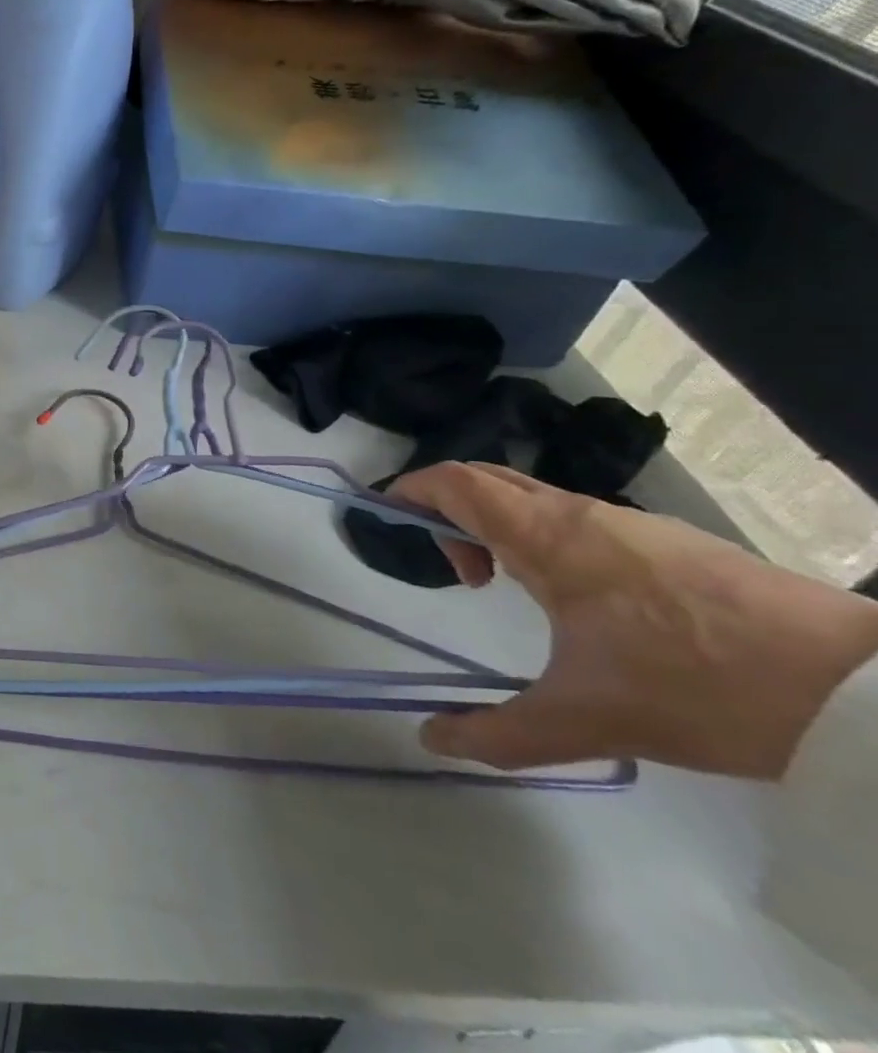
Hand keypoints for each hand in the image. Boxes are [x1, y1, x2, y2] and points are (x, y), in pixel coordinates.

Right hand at [389, 462, 877, 778]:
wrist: (864, 692)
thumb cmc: (699, 685)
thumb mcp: (588, 720)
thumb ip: (500, 732)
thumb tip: (430, 740)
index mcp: (545, 536)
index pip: (453, 482)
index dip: (410, 490)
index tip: (389, 520)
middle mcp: (579, 514)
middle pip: (488, 480)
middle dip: (451, 510)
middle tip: (455, 568)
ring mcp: (631, 523)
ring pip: (536, 499)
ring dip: (503, 528)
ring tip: (514, 589)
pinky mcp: (672, 542)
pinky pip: (579, 519)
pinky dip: (548, 539)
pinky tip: (581, 600)